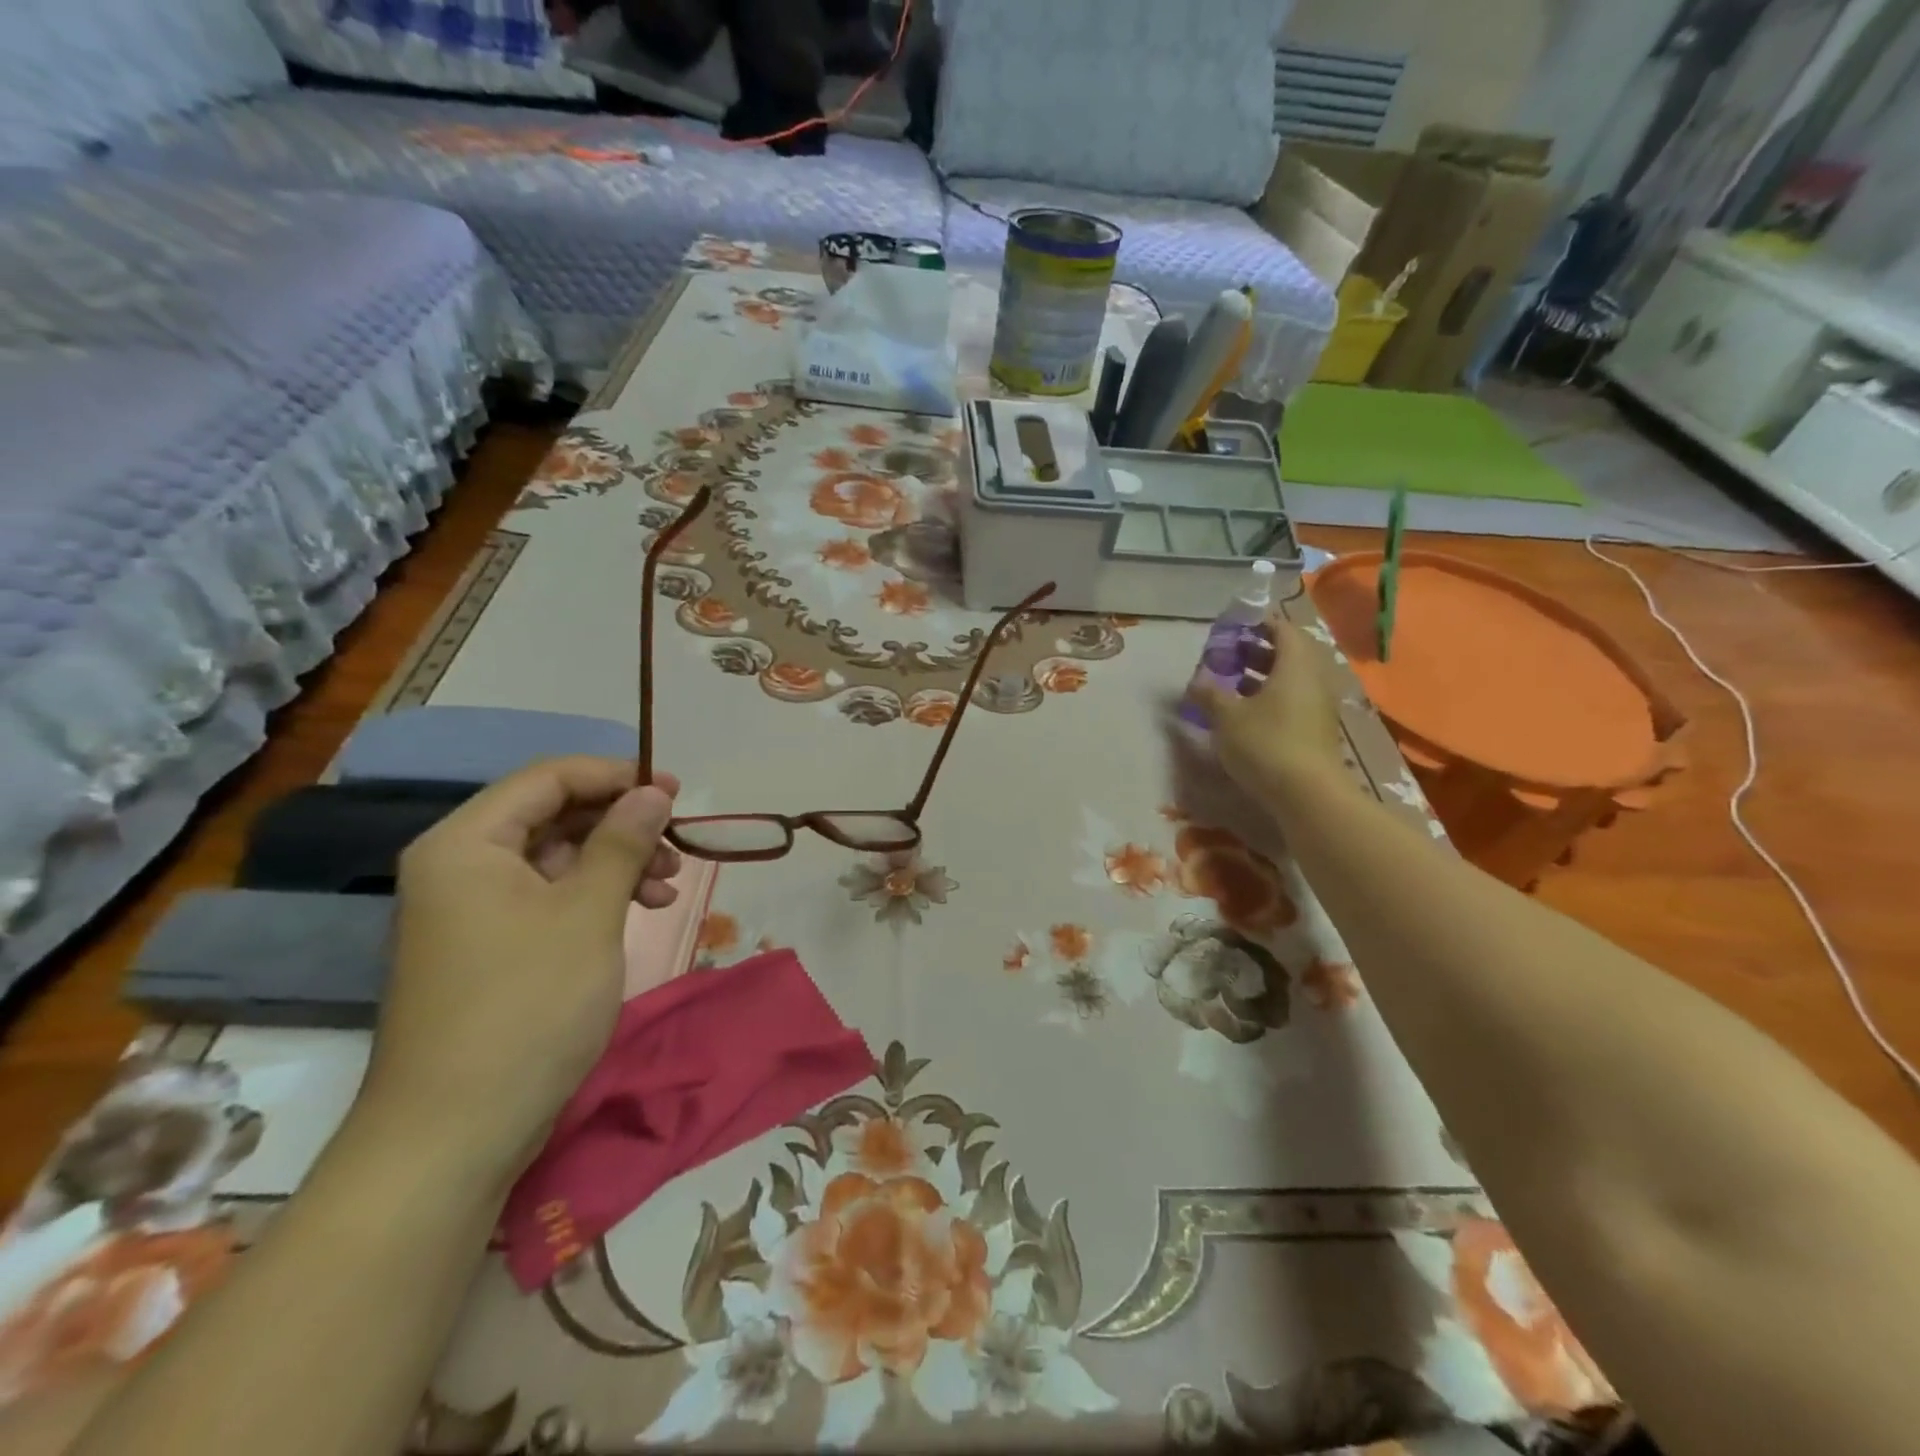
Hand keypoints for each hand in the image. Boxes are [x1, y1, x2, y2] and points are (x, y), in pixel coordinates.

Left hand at [364, 758, 680, 1179]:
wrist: (455, 1133)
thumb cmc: (526, 1007)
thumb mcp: (588, 913)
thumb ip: (623, 841)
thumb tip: (653, 791)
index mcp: (466, 844)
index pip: (547, 779)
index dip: (615, 777)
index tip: (674, 792)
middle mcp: (460, 866)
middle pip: (551, 816)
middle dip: (620, 824)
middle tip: (676, 844)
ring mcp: (470, 910)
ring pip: (555, 858)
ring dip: (615, 861)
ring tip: (667, 885)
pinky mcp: (487, 948)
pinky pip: (547, 897)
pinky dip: (595, 896)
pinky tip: (637, 910)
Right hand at [1190, 619, 1348, 808]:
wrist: (1307, 794)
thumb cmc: (1266, 743)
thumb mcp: (1227, 717)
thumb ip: (1210, 694)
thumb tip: (1195, 681)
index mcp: (1295, 664)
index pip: (1282, 628)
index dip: (1257, 624)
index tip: (1231, 628)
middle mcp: (1313, 678)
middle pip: (1288, 652)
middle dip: (1257, 650)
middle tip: (1227, 654)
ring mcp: (1318, 705)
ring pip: (1290, 678)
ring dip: (1262, 675)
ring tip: (1230, 682)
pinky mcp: (1316, 728)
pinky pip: (1293, 699)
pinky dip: (1270, 696)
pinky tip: (1245, 711)